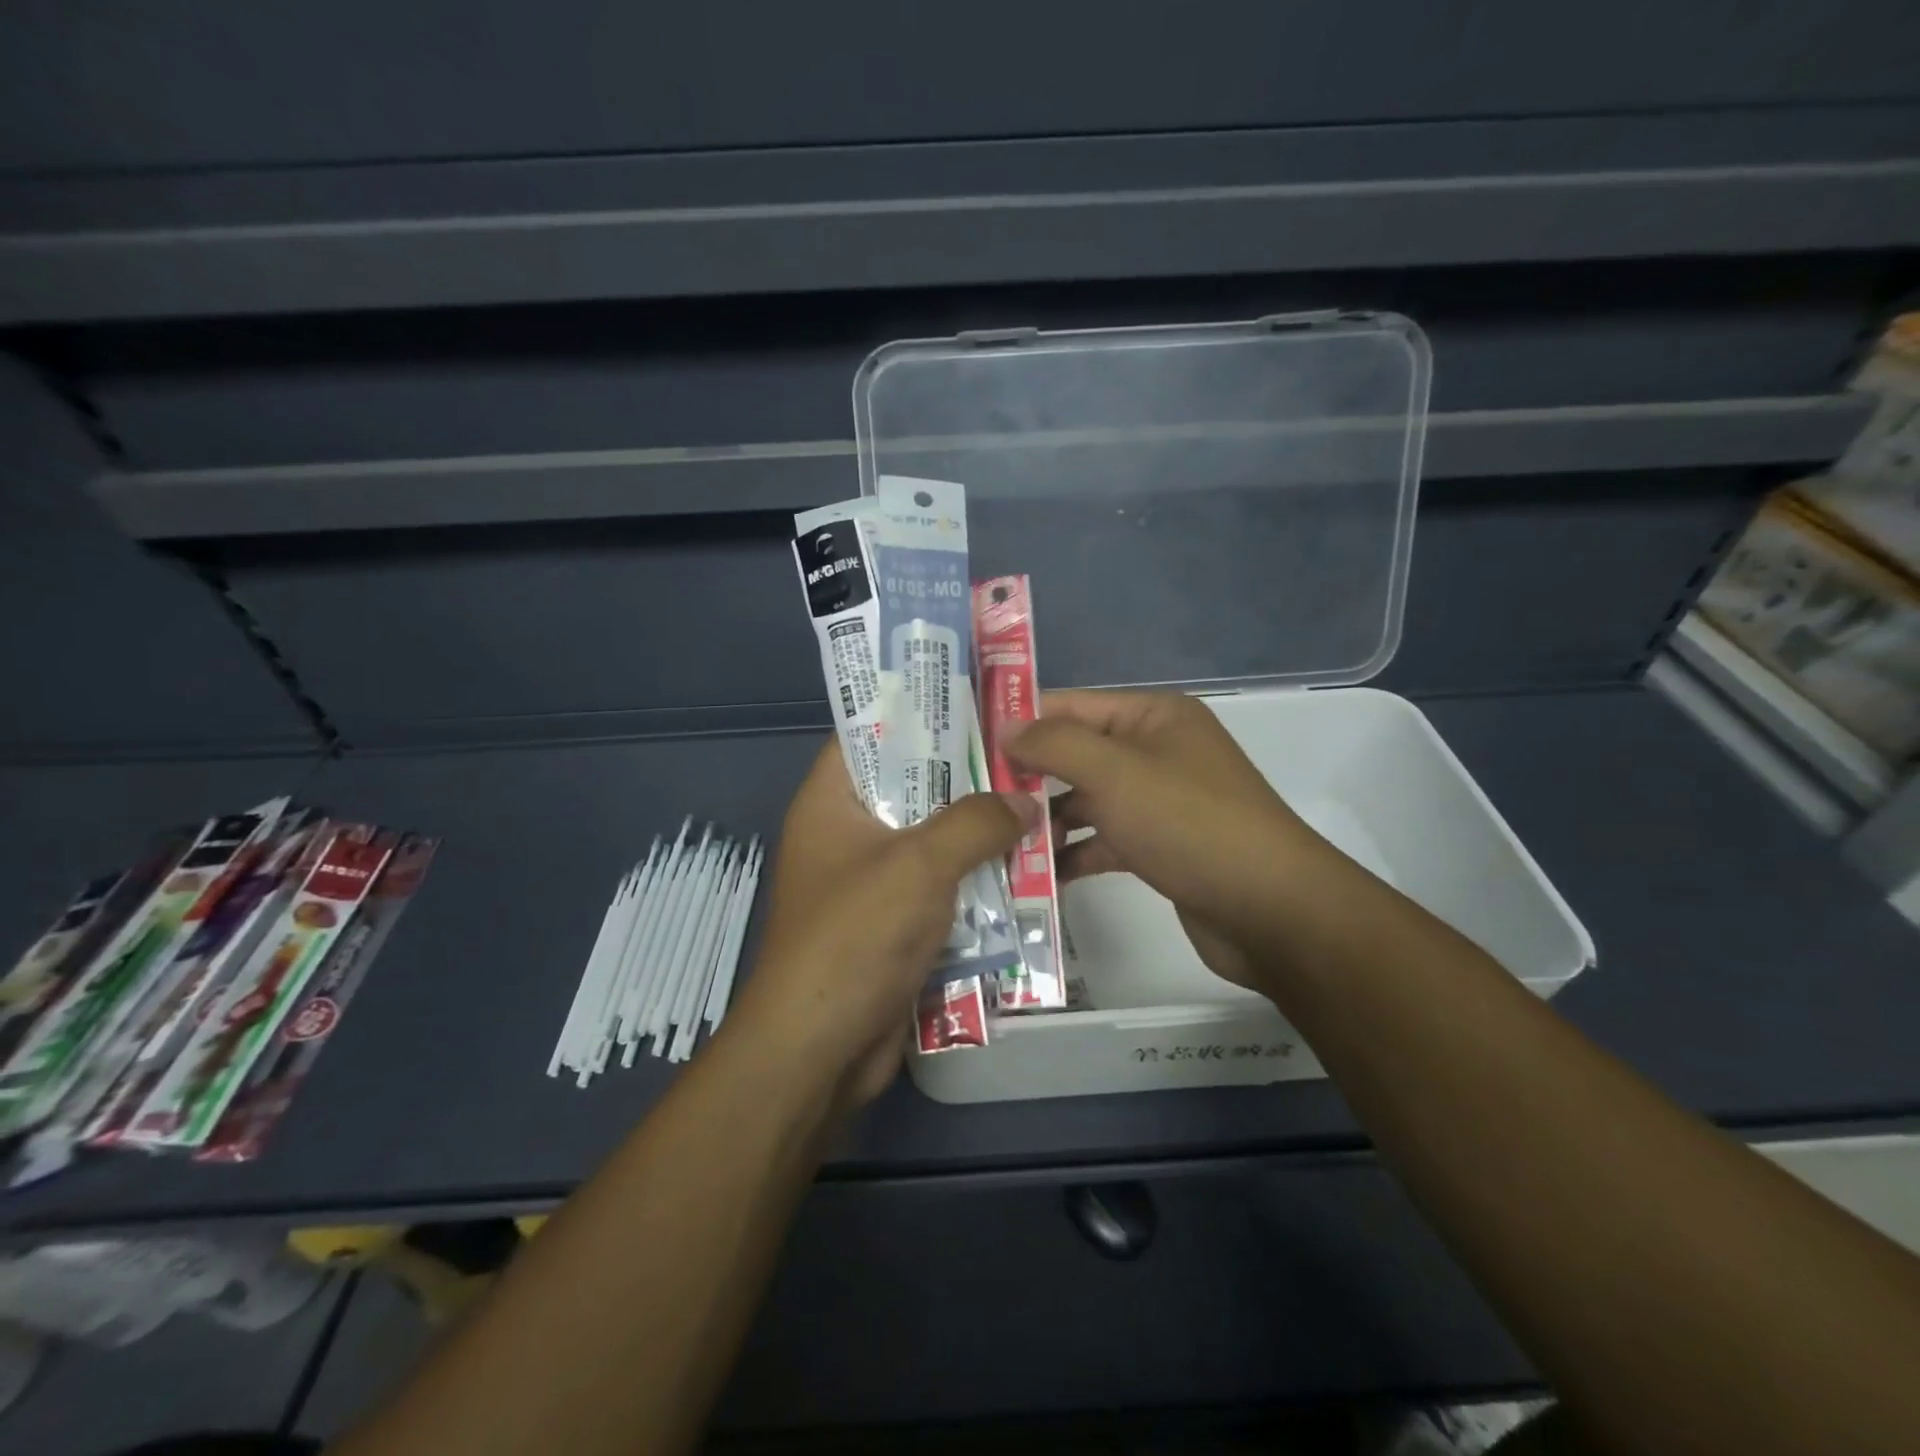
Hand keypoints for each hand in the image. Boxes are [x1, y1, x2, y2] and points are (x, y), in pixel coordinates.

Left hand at [726, 740, 1033, 1110]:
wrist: (820, 1050)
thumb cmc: (856, 937)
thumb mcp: (920, 864)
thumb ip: (975, 823)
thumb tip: (1023, 801)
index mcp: (831, 802)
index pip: (869, 734)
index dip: (918, 712)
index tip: (976, 701)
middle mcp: (847, 835)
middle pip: (910, 787)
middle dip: (966, 777)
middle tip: (1025, 756)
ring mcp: (870, 883)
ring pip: (931, 842)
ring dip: (978, 835)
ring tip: (1037, 807)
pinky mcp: (892, 925)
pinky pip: (939, 889)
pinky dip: (974, 882)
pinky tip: (1023, 871)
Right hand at [1004, 691, 1334, 988]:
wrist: (1270, 910)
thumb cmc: (1188, 823)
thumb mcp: (1114, 772)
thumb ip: (1054, 744)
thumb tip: (1006, 728)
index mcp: (1153, 716)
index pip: (1071, 705)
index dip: (1020, 720)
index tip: (968, 742)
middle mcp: (1157, 750)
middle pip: (1076, 754)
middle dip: (1027, 776)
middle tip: (972, 796)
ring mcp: (1160, 800)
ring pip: (1087, 800)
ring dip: (1046, 820)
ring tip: (995, 840)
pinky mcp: (1161, 846)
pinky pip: (1105, 839)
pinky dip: (1074, 853)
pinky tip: (1036, 874)